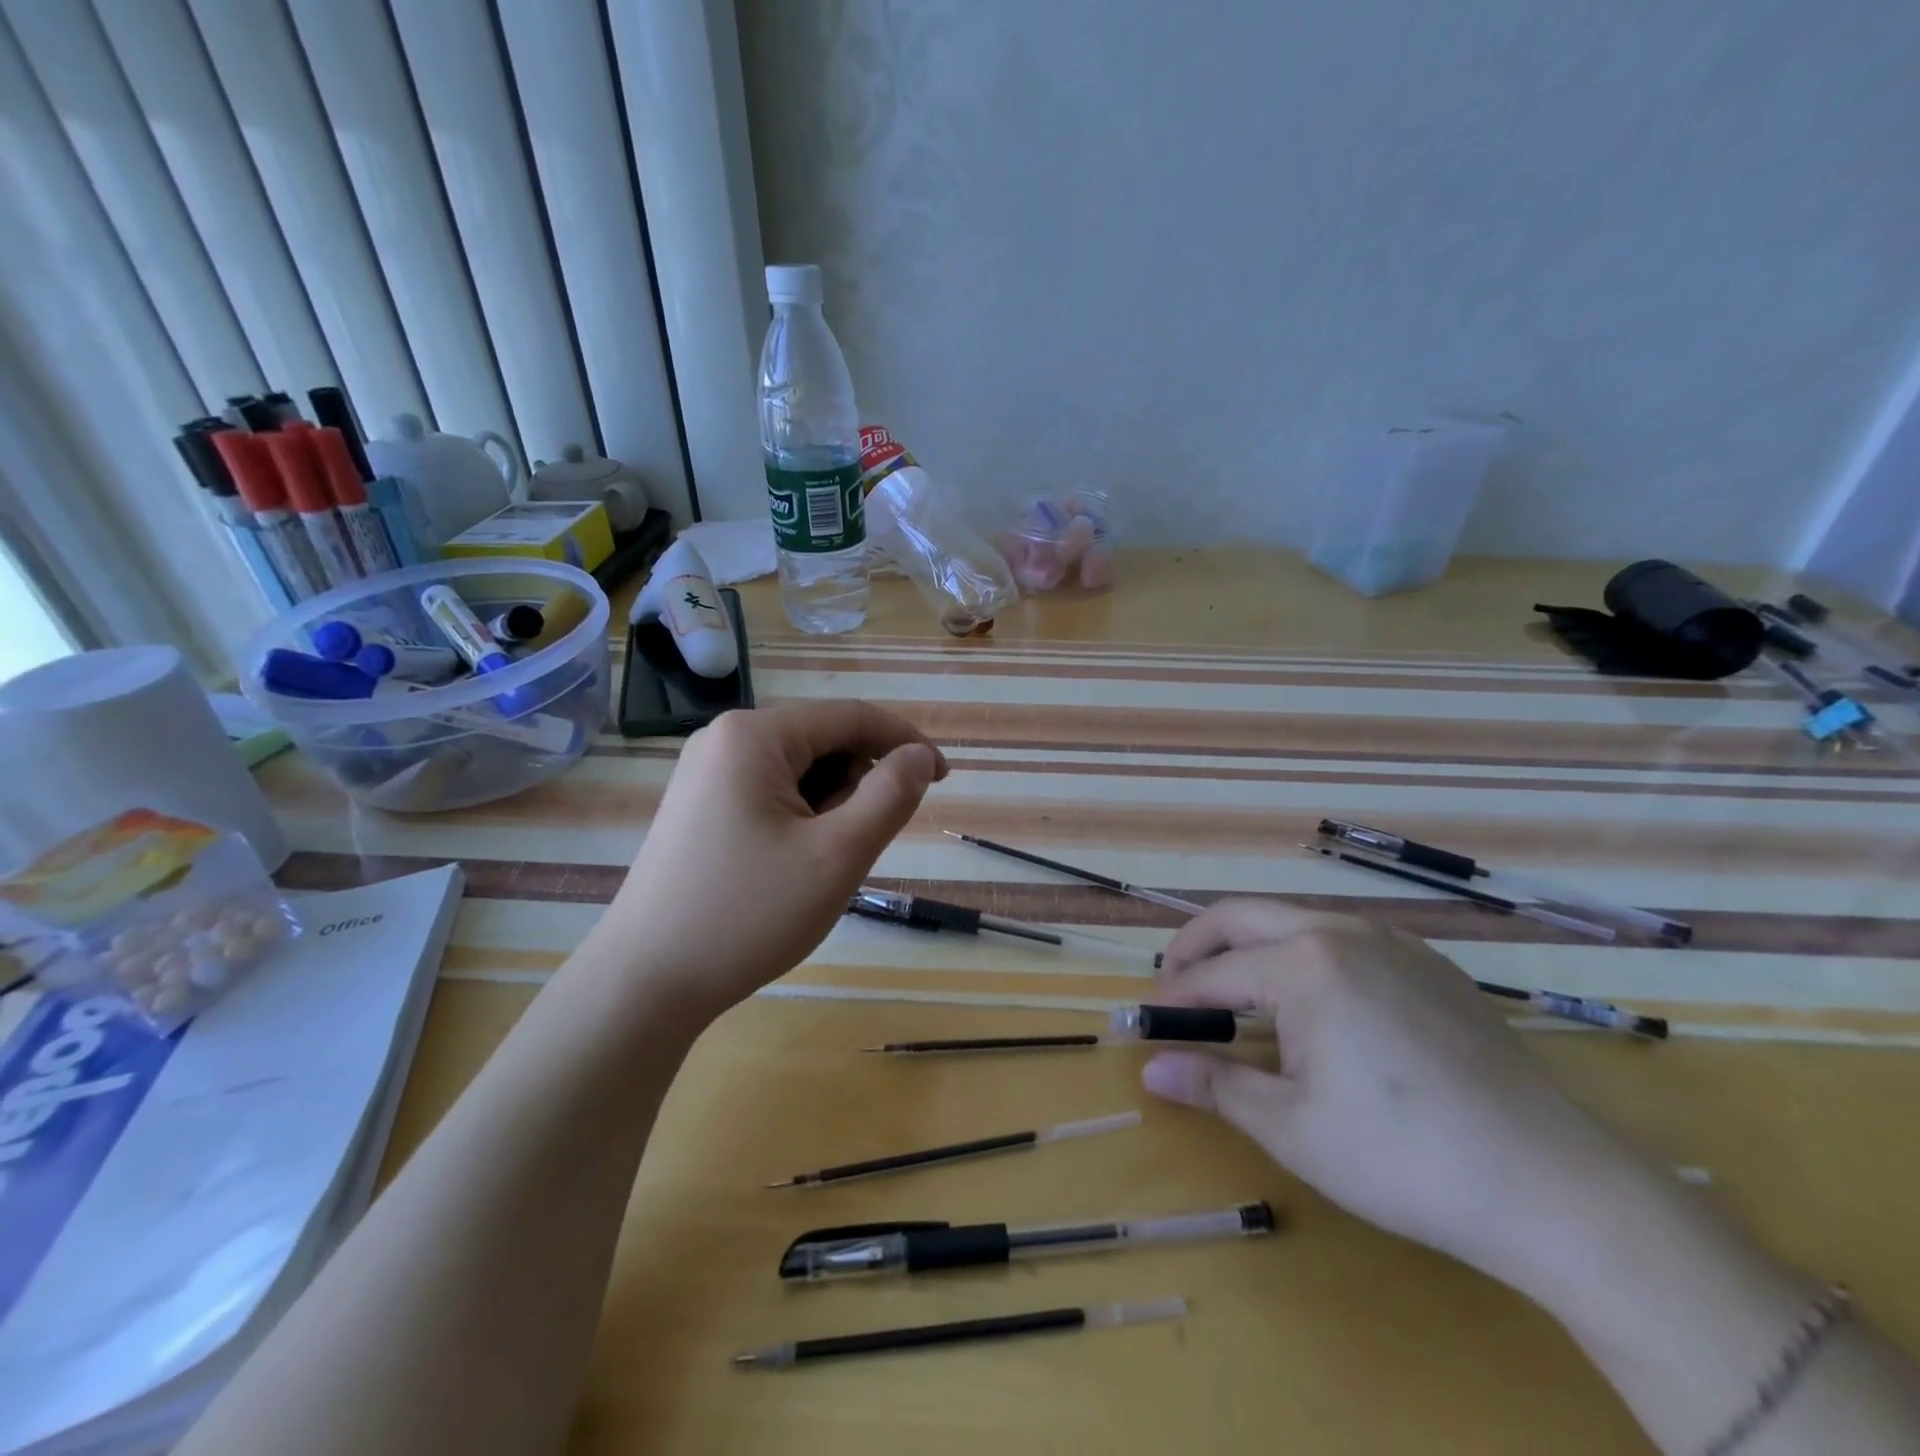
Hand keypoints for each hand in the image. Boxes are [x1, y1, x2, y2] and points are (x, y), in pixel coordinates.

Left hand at [587, 701, 946, 1022]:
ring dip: (828, 808)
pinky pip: (770, 793)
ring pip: (799, 771)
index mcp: (754, 736)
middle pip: (823, 742)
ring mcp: (705, 773)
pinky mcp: (699, 805)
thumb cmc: (748, 915)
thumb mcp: (836, 856)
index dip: (905, 742)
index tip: (942, 779)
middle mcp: (724, 739)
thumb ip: (890, 797)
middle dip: (856, 787)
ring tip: (814, 865)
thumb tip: (919, 756)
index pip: (851, 717)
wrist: (645, 983)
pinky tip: (787, 867)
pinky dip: (800, 820)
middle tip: (852, 849)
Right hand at [1142, 898, 1643, 1290]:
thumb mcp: (1292, 1127)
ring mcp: (1393, 941)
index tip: (1147, 1020)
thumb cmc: (1404, 1157)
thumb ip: (1214, 1086)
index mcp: (1304, 964)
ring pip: (1294, 919)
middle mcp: (1342, 931)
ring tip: (1233, 991)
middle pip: (1242, 916)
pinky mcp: (1430, 964)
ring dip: (1249, 945)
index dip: (1173, 996)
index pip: (1214, 972)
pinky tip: (1312, 1002)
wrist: (1555, 1186)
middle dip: (1196, 945)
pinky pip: (1344, 937)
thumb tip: (1150, 1071)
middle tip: (1173, 984)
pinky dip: (1302, 954)